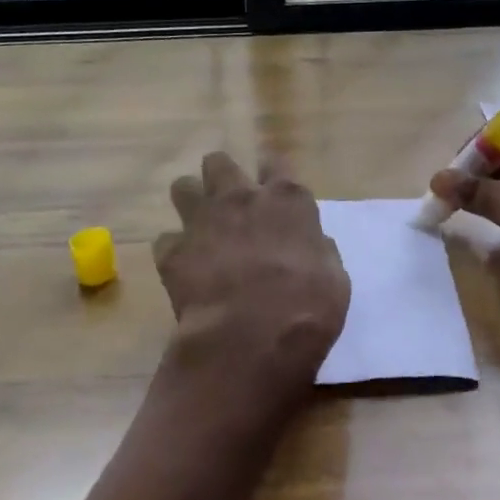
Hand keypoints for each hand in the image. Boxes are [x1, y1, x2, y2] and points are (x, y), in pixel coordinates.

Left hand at [154, 152, 349, 414]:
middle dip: (221, 178)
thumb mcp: (332, 277)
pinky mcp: (173, 251)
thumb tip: (310, 246)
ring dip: (191, 204)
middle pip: (219, 164)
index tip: (272, 189)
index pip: (277, 164)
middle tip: (229, 203)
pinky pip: (166, 240)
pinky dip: (175, 252)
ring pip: (183, 188)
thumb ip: (317, 250)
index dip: (272, 175)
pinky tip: (185, 269)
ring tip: (200, 228)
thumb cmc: (307, 307)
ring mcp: (202, 221)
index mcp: (287, 200)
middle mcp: (241, 198)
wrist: (252, 336)